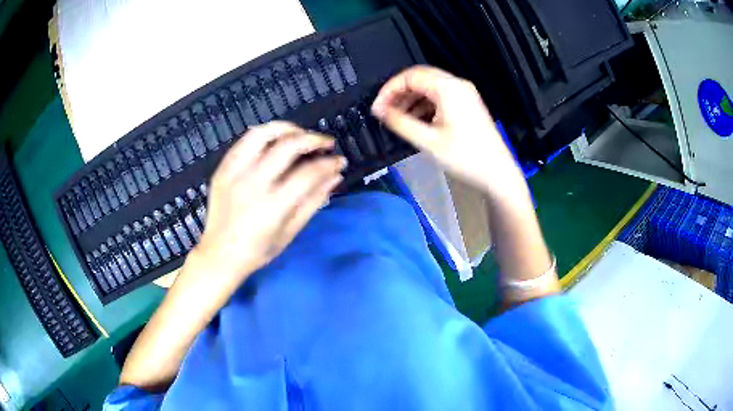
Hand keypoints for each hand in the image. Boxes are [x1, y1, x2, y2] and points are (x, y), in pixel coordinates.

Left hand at [194, 122, 346, 286]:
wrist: (219, 255)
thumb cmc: (257, 250)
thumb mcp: (290, 232)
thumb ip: (313, 201)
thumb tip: (335, 176)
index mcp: (272, 207)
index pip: (308, 173)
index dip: (329, 163)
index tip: (339, 161)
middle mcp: (252, 184)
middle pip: (288, 146)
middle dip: (313, 139)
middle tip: (325, 143)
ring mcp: (234, 174)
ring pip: (262, 134)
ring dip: (287, 128)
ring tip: (300, 134)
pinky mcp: (222, 169)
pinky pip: (244, 141)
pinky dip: (264, 134)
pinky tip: (275, 139)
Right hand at [371, 66, 523, 197]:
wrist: (497, 174)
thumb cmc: (466, 157)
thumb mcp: (428, 141)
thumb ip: (400, 122)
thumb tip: (380, 111)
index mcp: (448, 88)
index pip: (410, 76)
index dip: (389, 89)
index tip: (377, 108)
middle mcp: (457, 85)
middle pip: (420, 78)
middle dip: (399, 93)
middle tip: (385, 111)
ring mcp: (464, 94)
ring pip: (430, 87)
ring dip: (411, 99)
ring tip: (398, 118)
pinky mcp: (467, 105)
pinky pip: (440, 97)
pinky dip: (425, 105)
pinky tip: (416, 121)